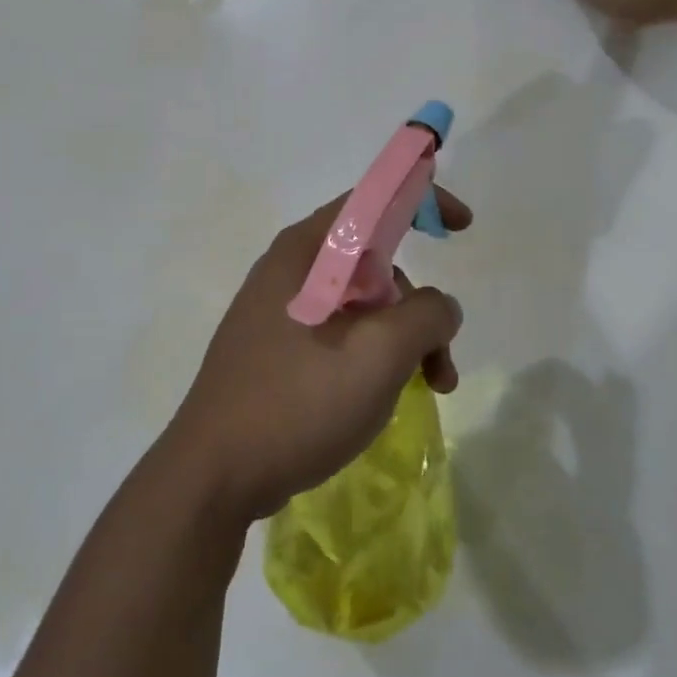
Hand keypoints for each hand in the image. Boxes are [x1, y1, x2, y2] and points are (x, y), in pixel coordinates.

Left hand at [161, 190, 469, 522]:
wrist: (214, 476)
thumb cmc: (297, 402)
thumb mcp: (379, 354)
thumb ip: (425, 315)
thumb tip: (439, 308)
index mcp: (305, 252)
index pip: (371, 200)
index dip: (420, 200)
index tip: (462, 228)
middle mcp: (289, 271)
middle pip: (373, 263)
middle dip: (417, 305)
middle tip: (440, 360)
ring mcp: (279, 313)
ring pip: (360, 305)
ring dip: (402, 339)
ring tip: (427, 390)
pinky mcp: (276, 350)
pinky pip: (339, 335)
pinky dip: (372, 356)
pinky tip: (383, 397)